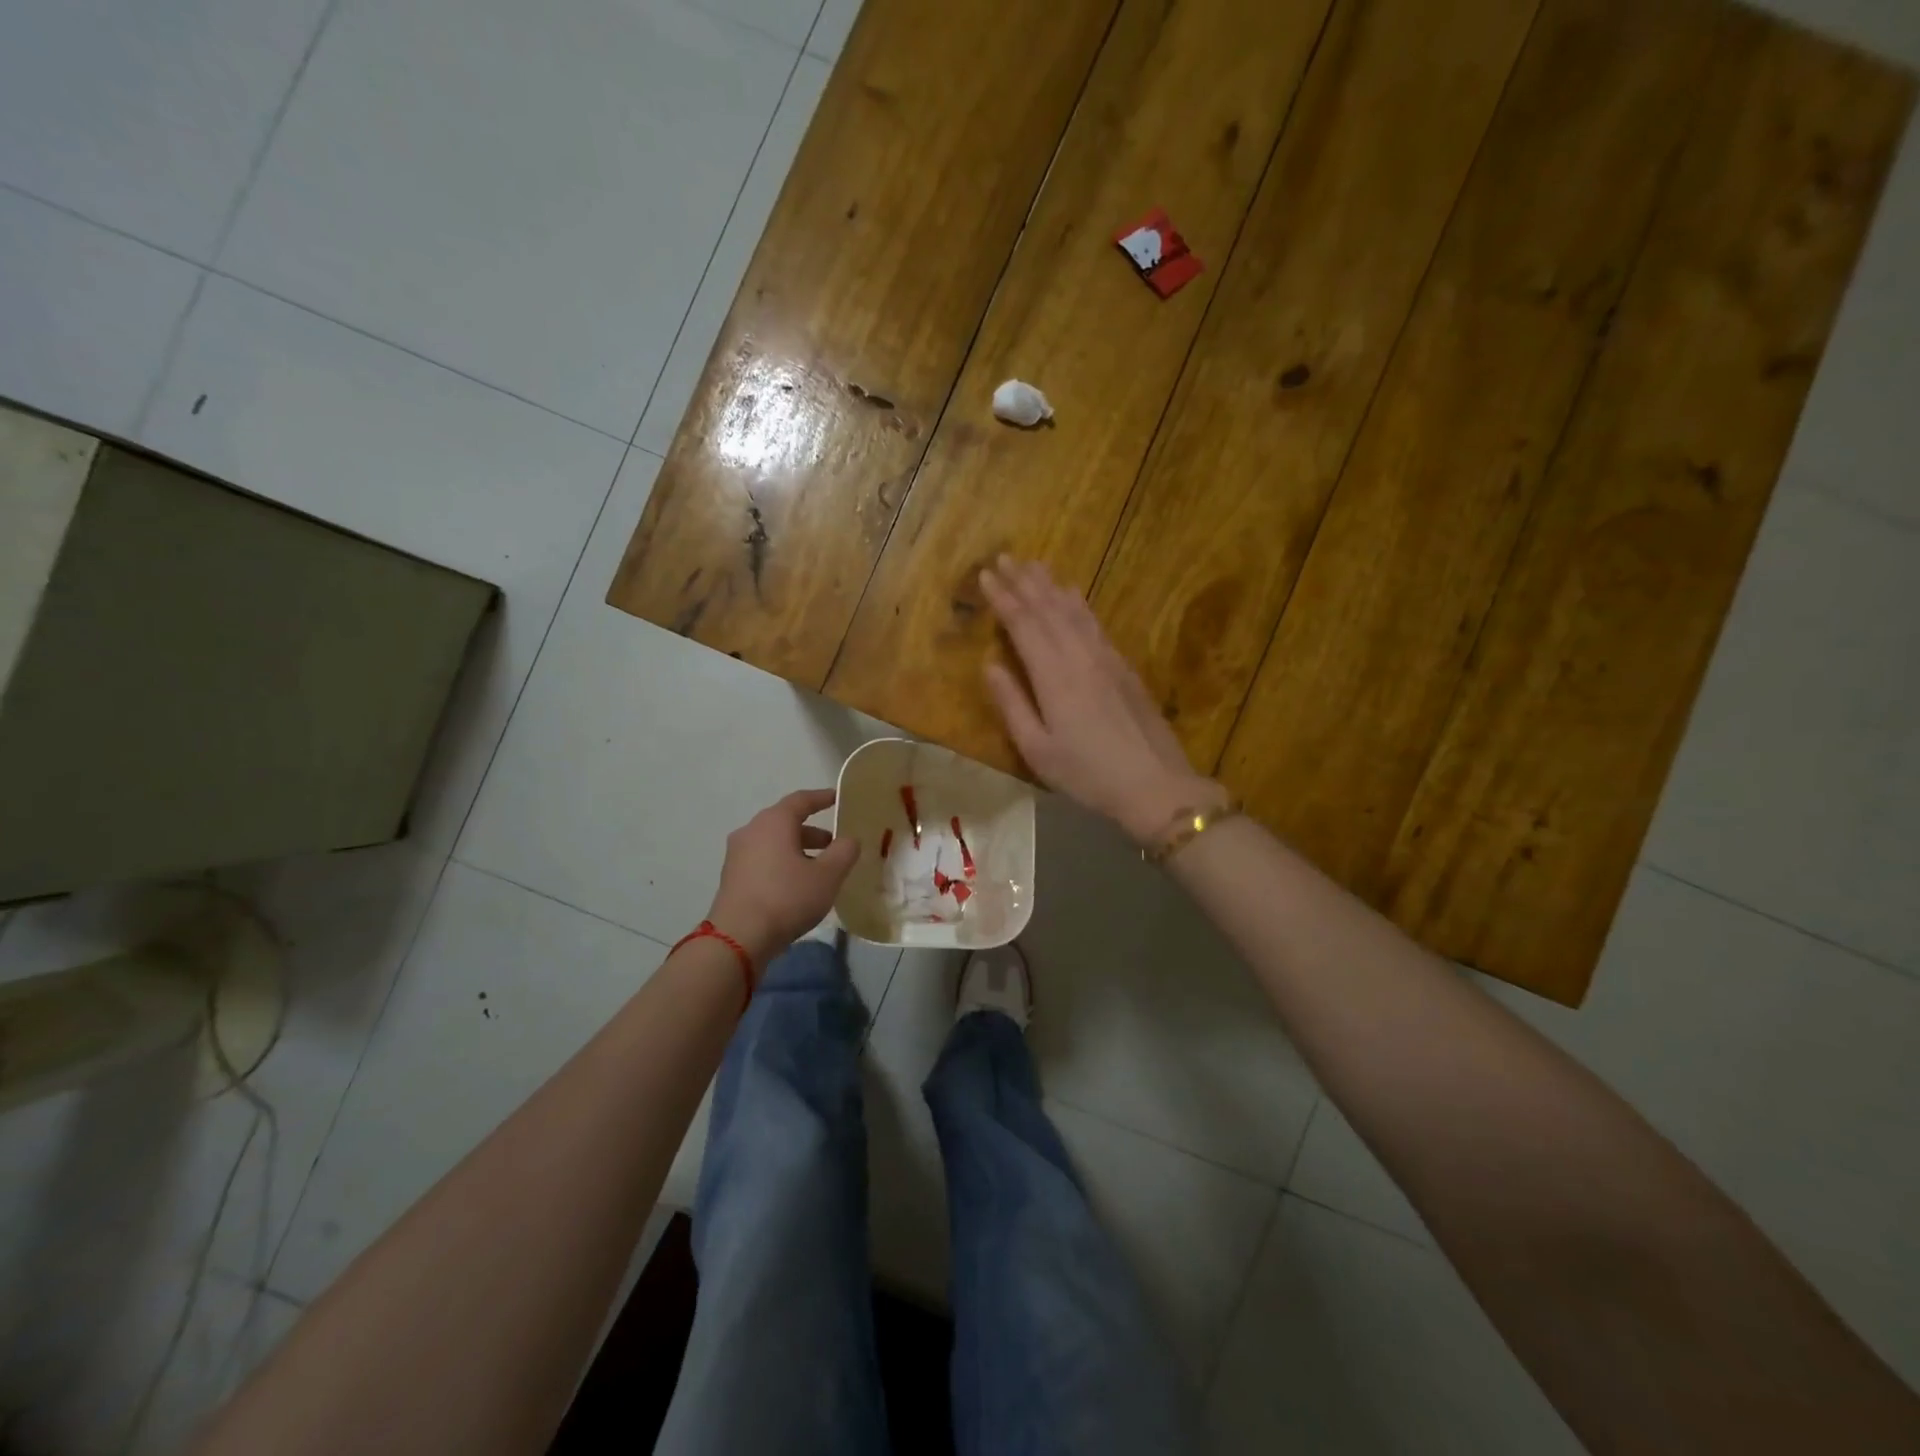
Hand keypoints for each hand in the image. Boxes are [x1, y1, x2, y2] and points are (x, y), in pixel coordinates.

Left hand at [706, 789, 859, 968]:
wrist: (738, 938)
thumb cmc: (787, 898)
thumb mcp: (828, 875)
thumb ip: (844, 851)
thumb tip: (849, 839)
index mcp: (774, 822)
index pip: (801, 800)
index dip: (822, 798)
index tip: (838, 798)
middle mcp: (752, 831)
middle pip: (786, 822)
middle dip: (812, 832)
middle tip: (835, 845)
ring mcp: (737, 855)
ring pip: (774, 843)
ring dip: (798, 850)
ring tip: (819, 870)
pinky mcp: (732, 877)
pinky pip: (763, 860)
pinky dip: (782, 864)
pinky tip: (797, 886)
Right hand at [979, 555, 1225, 843]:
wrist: (1155, 784)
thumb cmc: (1087, 774)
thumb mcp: (1038, 750)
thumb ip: (1012, 704)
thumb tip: (989, 665)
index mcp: (1053, 676)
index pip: (1023, 624)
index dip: (1003, 597)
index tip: (986, 574)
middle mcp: (1079, 656)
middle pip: (1048, 609)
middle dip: (1024, 581)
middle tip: (1005, 557)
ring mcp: (1105, 658)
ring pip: (1073, 610)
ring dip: (1050, 585)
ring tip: (1034, 564)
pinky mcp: (1123, 666)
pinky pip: (1094, 622)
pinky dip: (1079, 603)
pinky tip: (1073, 594)